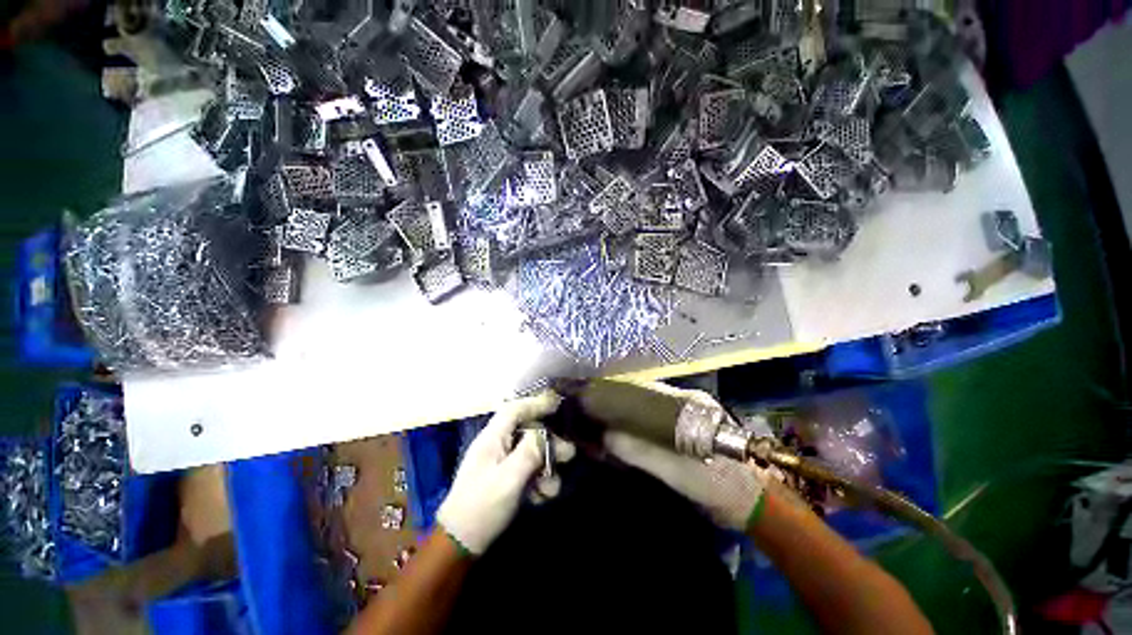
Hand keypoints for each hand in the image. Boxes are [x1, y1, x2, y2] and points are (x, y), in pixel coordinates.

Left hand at [436, 392, 574, 554]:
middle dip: (549, 444)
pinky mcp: (505, 480)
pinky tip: (542, 497)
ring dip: (545, 468)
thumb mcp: (508, 478)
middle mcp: (497, 445)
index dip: (535, 403)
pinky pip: (527, 472)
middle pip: (528, 432)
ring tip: (552, 489)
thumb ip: (530, 452)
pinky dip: (538, 482)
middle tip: (568, 454)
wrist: (459, 545)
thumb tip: (549, 435)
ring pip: (531, 454)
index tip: (557, 404)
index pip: (515, 410)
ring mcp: (501, 463)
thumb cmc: (481, 507)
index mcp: (492, 438)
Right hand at [602, 382, 767, 530]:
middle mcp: (687, 404)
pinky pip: (656, 425)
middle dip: (622, 406)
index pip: (647, 390)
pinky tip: (625, 436)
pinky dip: (639, 429)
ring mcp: (688, 419)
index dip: (622, 393)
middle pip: (646, 399)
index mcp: (689, 403)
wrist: (751, 505)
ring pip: (650, 412)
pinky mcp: (687, 434)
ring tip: (605, 423)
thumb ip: (642, 452)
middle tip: (597, 414)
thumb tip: (606, 436)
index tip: (599, 400)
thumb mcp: (676, 470)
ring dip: (629, 417)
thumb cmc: (716, 484)